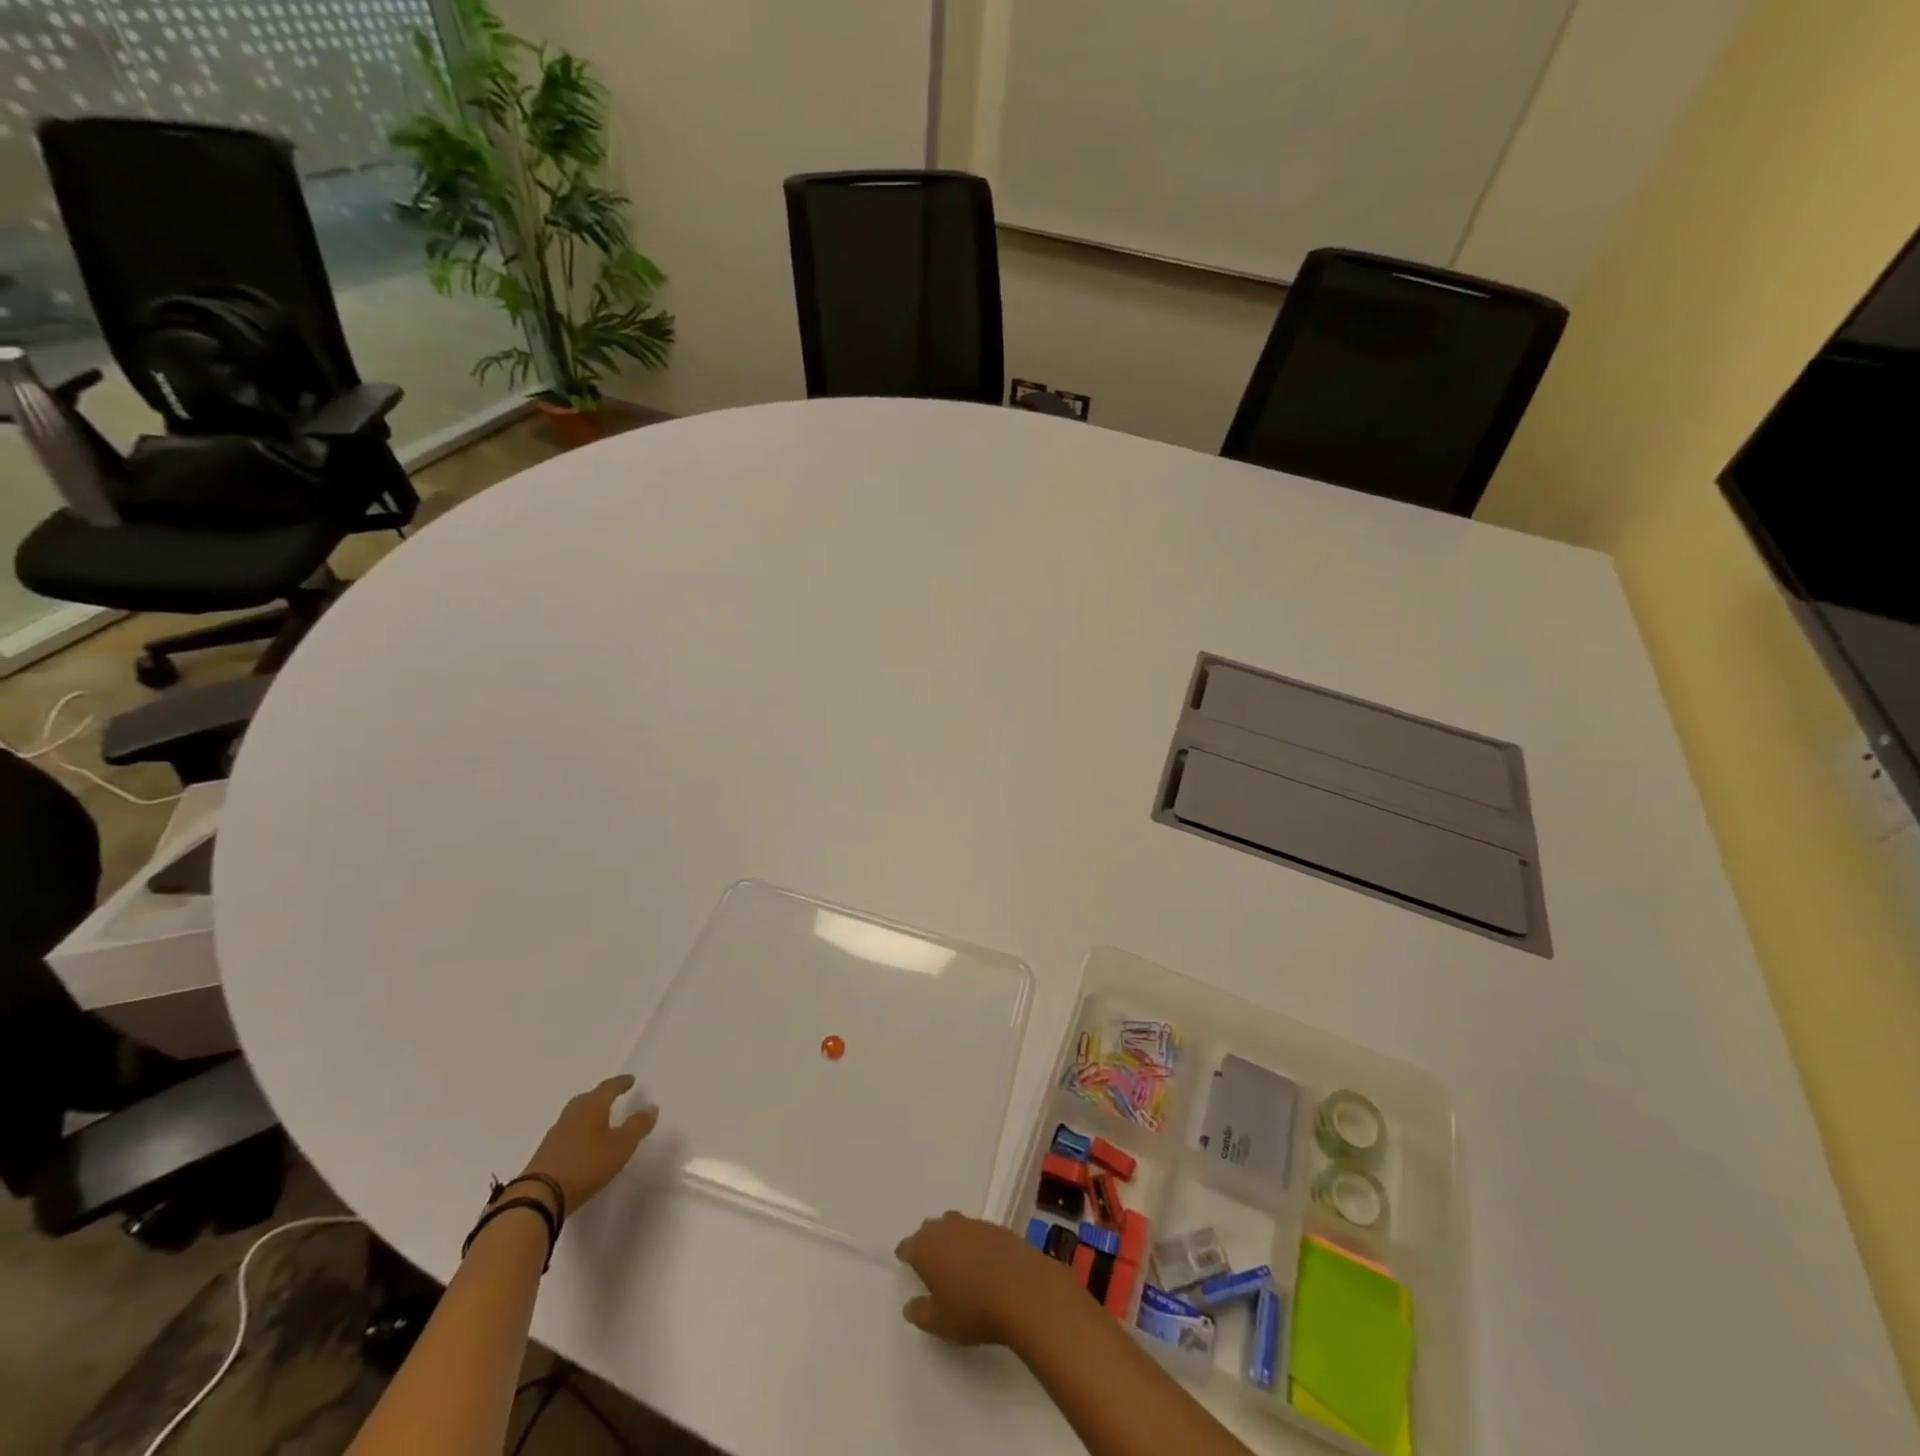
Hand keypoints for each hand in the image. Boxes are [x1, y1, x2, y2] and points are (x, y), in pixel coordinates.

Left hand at [521, 1075, 657, 1212]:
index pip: (608, 1088)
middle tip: (612, 1096)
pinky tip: (580, 1143)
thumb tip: (651, 1107)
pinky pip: (566, 1133)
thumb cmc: (586, 1165)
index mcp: (592, 1107)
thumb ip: (637, 1126)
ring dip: (587, 1114)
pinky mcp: (545, 1153)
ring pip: (575, 1116)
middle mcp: (572, 1114)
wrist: (539, 1196)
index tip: (630, 1080)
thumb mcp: (621, 1146)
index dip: (620, 1083)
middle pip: (588, 1099)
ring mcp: (555, 1134)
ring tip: (598, 1120)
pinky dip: (576, 1132)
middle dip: (601, 1096)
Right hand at [895, 1210, 1076, 1346]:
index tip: (904, 1259)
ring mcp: (974, 1224)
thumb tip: (909, 1305)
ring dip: (952, 1237)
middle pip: (931, 1228)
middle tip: (929, 1258)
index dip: (906, 1253)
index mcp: (926, 1248)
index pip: (909, 1245)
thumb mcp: (940, 1322)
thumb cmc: (973, 1310)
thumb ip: (920, 1313)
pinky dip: (974, 1241)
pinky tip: (981, 1258)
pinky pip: (977, 1231)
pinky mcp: (997, 1228)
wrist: (1022, 1289)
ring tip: (955, 1256)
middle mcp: (947, 1228)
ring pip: (955, 1225)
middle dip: (928, 1240)